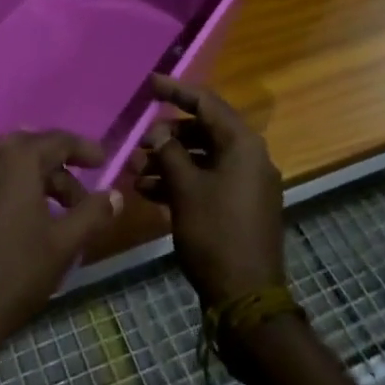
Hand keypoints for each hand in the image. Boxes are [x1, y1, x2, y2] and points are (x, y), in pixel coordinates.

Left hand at [0, 128, 121, 384]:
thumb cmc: (15, 275)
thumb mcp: (63, 246)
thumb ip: (92, 214)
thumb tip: (115, 196)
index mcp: (20, 160)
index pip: (59, 142)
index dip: (83, 150)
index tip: (102, 162)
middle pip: (28, 149)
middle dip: (55, 168)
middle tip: (75, 198)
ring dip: (21, 168)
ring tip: (40, 192)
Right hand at [135, 75, 284, 307]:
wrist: (247, 299)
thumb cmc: (215, 235)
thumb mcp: (186, 189)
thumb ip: (170, 153)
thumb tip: (159, 132)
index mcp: (243, 144)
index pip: (207, 103)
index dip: (176, 91)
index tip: (149, 84)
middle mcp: (250, 157)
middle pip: (204, 131)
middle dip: (167, 135)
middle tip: (138, 141)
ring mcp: (247, 184)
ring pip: (203, 159)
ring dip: (169, 161)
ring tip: (135, 170)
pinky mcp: (240, 207)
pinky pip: (208, 181)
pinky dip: (181, 182)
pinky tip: (149, 192)